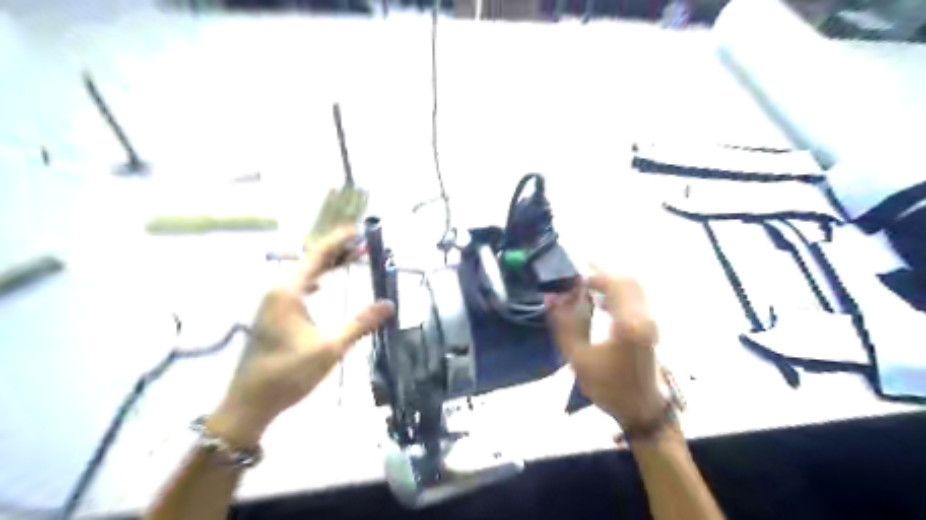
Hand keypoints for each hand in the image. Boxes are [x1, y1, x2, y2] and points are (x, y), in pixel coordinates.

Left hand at [206, 227, 394, 445]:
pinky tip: (324, 286)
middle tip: (363, 244)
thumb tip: (389, 305)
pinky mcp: (273, 316)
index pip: (316, 257)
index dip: (338, 241)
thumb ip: (360, 323)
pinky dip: (316, 280)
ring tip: (350, 259)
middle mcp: (278, 291)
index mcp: (288, 292)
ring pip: (304, 275)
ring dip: (327, 266)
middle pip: (310, 262)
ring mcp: (273, 304)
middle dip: (337, 252)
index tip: (356, 229)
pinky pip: (298, 288)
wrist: (249, 404)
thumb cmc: (288, 374)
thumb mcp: (330, 348)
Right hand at [544, 267, 664, 427]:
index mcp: (627, 323)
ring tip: (583, 283)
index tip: (569, 277)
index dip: (590, 274)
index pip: (612, 282)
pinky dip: (617, 290)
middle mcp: (643, 315)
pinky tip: (598, 300)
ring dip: (609, 279)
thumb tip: (550, 298)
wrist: (642, 408)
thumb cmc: (609, 387)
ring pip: (632, 284)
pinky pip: (635, 295)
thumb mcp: (578, 359)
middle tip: (576, 272)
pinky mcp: (650, 323)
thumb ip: (564, 325)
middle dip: (601, 270)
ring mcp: (650, 318)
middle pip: (626, 277)